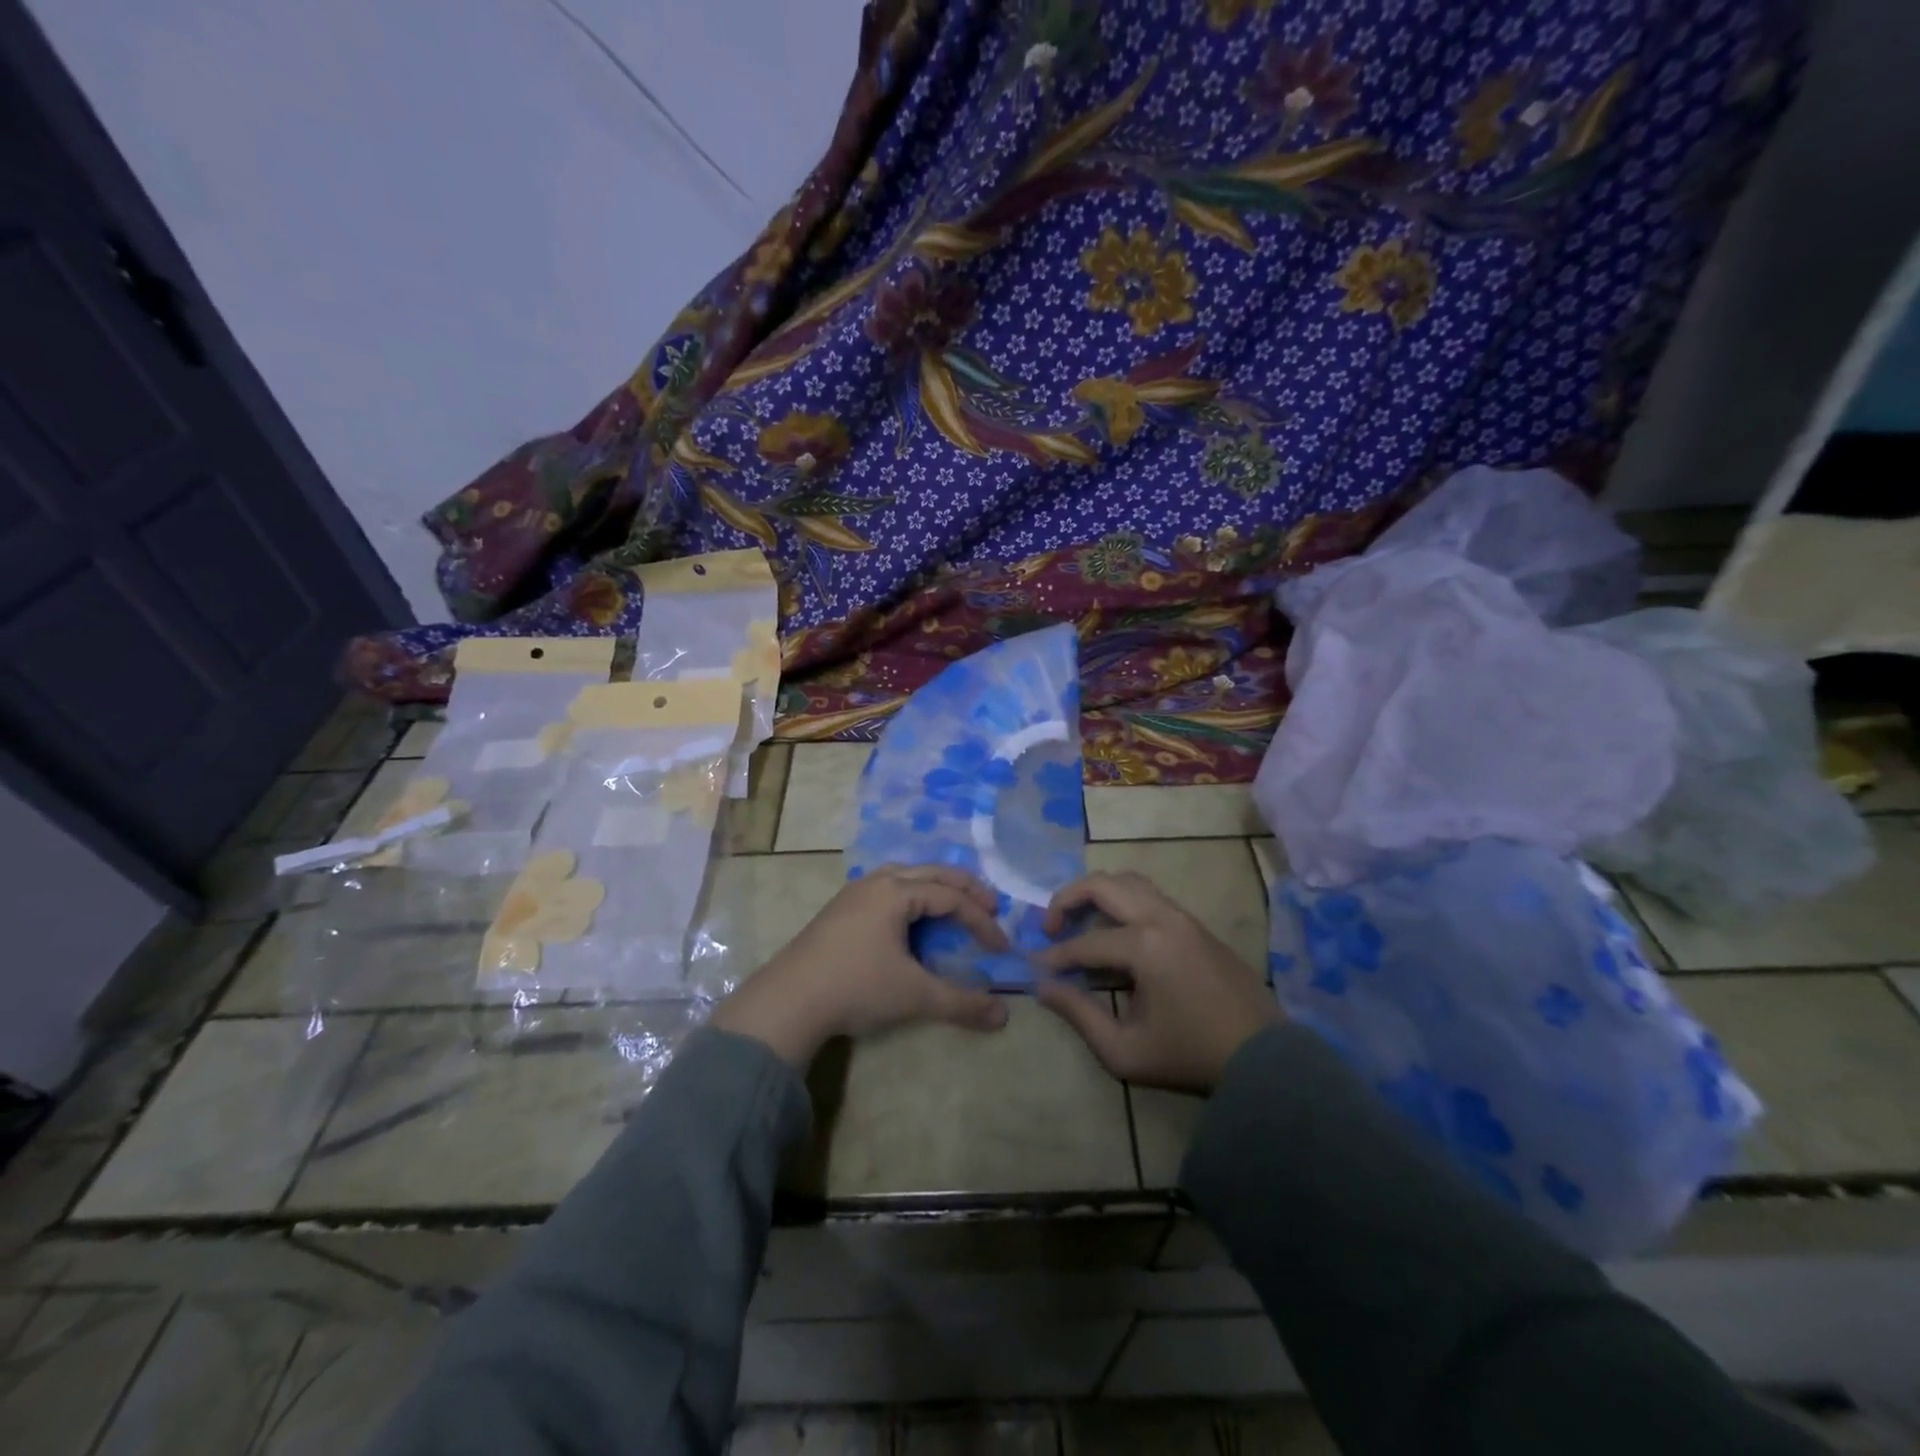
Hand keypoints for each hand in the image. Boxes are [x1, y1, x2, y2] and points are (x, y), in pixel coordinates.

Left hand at [710, 864, 1010, 1068]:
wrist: (788, 1001)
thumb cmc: (856, 988)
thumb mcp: (914, 996)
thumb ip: (961, 1003)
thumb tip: (1003, 1017)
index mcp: (896, 892)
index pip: (951, 897)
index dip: (981, 920)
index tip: (1000, 947)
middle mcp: (876, 882)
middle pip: (931, 873)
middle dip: (964, 888)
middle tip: (991, 906)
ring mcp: (853, 893)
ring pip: (904, 875)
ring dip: (935, 886)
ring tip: (953, 904)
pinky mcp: (839, 909)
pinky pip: (886, 888)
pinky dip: (911, 894)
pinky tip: (910, 916)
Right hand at [1034, 871, 1279, 1094]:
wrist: (1264, 1058)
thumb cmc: (1190, 1056)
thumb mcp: (1125, 1051)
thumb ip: (1080, 1015)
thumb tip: (1044, 987)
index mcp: (1145, 947)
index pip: (1085, 943)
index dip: (1055, 955)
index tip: (1035, 966)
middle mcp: (1162, 918)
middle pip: (1103, 885)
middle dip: (1067, 899)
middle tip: (1050, 926)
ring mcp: (1183, 916)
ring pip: (1129, 881)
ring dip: (1097, 893)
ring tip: (1079, 920)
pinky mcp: (1196, 924)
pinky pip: (1150, 895)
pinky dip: (1122, 900)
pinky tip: (1114, 929)